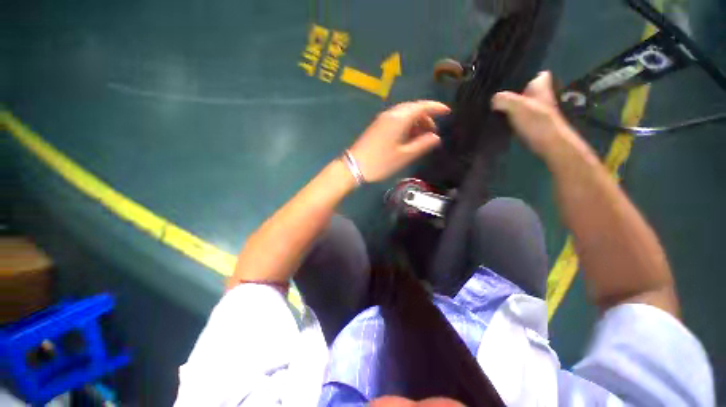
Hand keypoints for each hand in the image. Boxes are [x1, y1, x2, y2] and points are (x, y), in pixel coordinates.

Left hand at [348, 100, 450, 182]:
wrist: (354, 166)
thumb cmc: (381, 162)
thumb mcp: (404, 155)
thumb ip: (422, 145)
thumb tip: (436, 137)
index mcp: (399, 119)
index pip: (422, 106)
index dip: (436, 107)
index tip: (447, 112)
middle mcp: (391, 114)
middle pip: (413, 109)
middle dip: (426, 117)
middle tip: (433, 131)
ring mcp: (382, 119)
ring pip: (404, 114)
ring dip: (416, 122)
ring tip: (422, 137)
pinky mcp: (377, 126)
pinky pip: (396, 120)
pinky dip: (406, 125)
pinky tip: (408, 137)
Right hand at [492, 71, 591, 162]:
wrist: (550, 144)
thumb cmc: (538, 122)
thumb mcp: (518, 106)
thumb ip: (503, 99)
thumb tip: (492, 100)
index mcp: (540, 87)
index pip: (537, 74)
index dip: (527, 73)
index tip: (512, 76)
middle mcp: (540, 97)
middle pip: (526, 89)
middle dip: (513, 90)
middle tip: (495, 92)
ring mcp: (536, 112)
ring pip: (521, 103)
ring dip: (509, 104)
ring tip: (492, 105)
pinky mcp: (530, 125)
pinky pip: (517, 116)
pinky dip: (509, 117)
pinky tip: (498, 119)